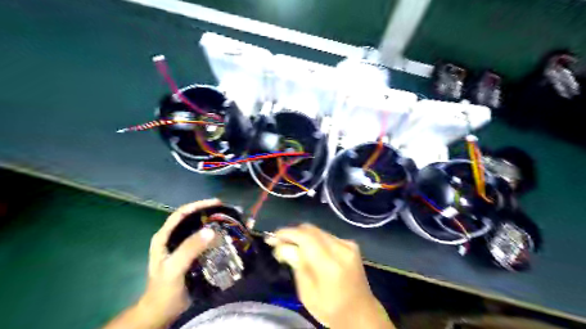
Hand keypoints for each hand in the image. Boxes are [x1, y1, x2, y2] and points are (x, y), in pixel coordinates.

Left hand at [104, 198, 220, 328]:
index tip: (217, 203)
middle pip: (193, 220)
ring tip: (231, 223)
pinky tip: (228, 239)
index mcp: (164, 237)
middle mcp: (174, 239)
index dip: (198, 205)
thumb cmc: (164, 289)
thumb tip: (211, 230)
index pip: (181, 214)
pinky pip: (206, 243)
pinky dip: (217, 239)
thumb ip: (189, 249)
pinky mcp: (193, 257)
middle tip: (228, 213)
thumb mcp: (174, 267)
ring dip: (215, 226)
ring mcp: (184, 248)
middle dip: (210, 214)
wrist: (163, 312)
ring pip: (200, 231)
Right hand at [266, 223, 393, 328]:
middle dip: (292, 233)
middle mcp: (341, 248)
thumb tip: (281, 246)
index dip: (286, 233)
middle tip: (279, 242)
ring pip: (318, 231)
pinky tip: (307, 249)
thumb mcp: (307, 293)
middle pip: (311, 229)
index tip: (272, 237)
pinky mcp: (351, 244)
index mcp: (330, 264)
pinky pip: (326, 236)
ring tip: (290, 246)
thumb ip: (296, 265)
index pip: (305, 237)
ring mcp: (348, 245)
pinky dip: (314, 239)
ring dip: (302, 235)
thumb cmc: (331, 309)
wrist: (362, 313)